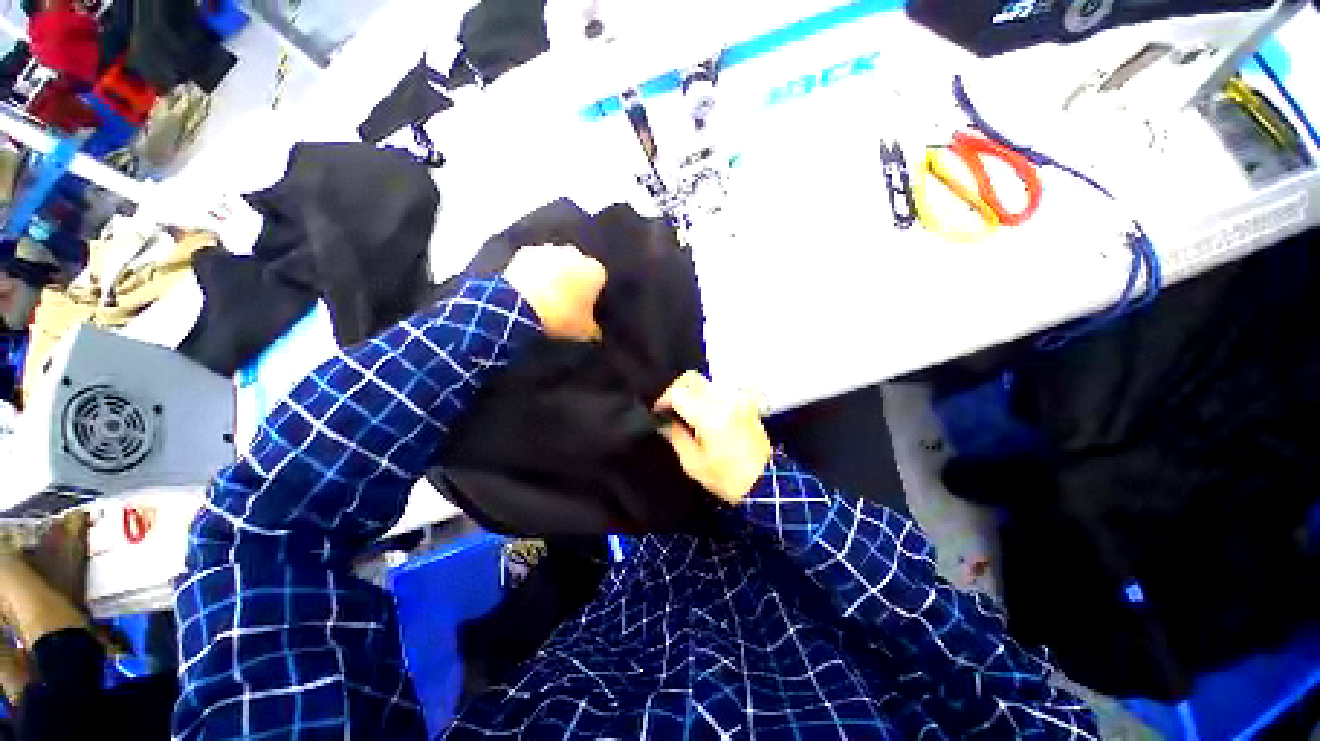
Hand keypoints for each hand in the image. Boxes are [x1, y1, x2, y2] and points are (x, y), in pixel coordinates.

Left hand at [502, 244, 606, 340]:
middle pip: (578, 268)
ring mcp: (550, 250)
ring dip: (554, 275)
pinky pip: (535, 264)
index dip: (593, 296)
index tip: (585, 309)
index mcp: (596, 271)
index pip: (600, 282)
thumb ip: (594, 329)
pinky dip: (534, 274)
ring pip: (557, 263)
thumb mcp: (584, 331)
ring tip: (547, 298)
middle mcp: (576, 254)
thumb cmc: (562, 316)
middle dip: (574, 281)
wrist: (523, 305)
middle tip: (567, 303)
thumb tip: (595, 332)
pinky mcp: (526, 252)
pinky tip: (530, 292)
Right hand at [655, 372, 772, 504]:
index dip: (662, 400)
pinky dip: (706, 395)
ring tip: (684, 411)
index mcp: (709, 416)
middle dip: (675, 389)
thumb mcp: (693, 463)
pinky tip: (703, 413)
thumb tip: (663, 420)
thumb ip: (675, 436)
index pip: (678, 393)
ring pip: (705, 382)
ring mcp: (736, 399)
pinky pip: (719, 390)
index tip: (657, 412)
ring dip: (690, 391)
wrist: (765, 482)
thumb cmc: (726, 478)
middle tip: (668, 407)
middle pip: (691, 378)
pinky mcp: (744, 402)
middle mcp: (723, 400)